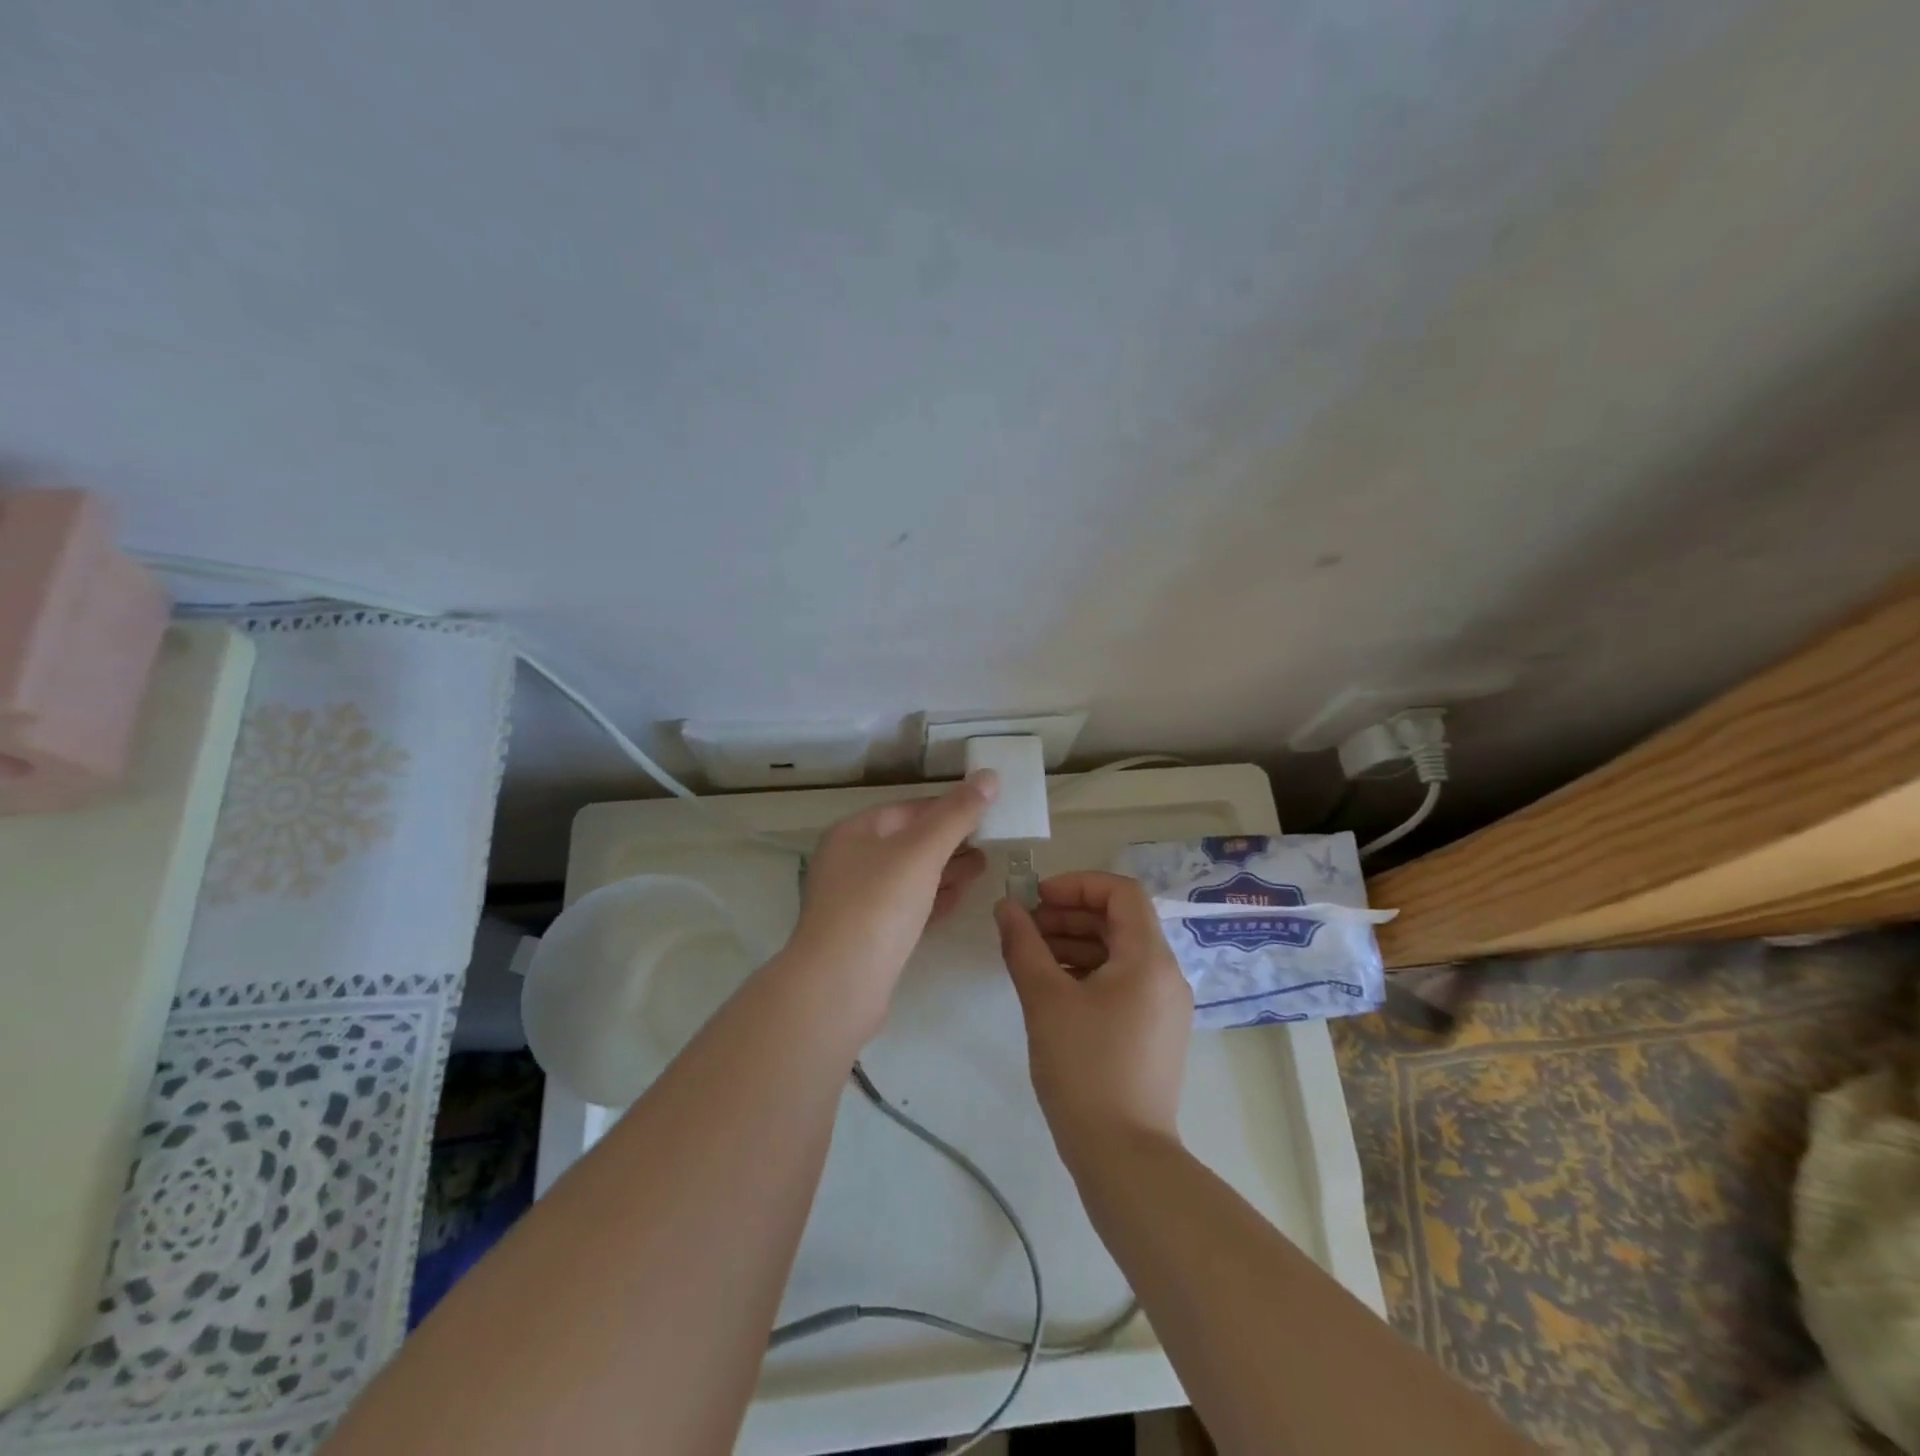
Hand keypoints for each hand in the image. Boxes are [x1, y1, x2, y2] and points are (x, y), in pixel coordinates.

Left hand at [786, 773, 995, 1032]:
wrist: (838, 987)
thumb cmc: (878, 906)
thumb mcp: (921, 852)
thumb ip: (956, 814)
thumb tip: (989, 776)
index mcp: (853, 833)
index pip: (908, 809)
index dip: (948, 806)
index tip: (986, 811)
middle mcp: (849, 862)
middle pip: (908, 841)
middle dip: (950, 840)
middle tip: (991, 841)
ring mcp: (856, 901)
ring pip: (908, 876)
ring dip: (945, 870)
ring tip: (983, 867)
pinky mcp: (867, 936)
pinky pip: (905, 907)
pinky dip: (933, 898)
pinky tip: (959, 899)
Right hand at [994, 872, 1192, 1161]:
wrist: (1124, 1158)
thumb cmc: (1084, 1069)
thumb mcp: (1045, 1000)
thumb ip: (1023, 945)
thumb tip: (1006, 907)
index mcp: (1149, 959)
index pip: (1121, 893)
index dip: (1077, 885)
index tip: (1036, 899)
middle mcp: (1166, 975)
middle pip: (1120, 921)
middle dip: (1070, 915)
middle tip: (1026, 928)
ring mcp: (1165, 1006)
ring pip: (1120, 953)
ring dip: (1076, 944)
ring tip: (1032, 957)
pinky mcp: (1156, 1032)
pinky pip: (1123, 982)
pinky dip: (1089, 973)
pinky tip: (1054, 989)